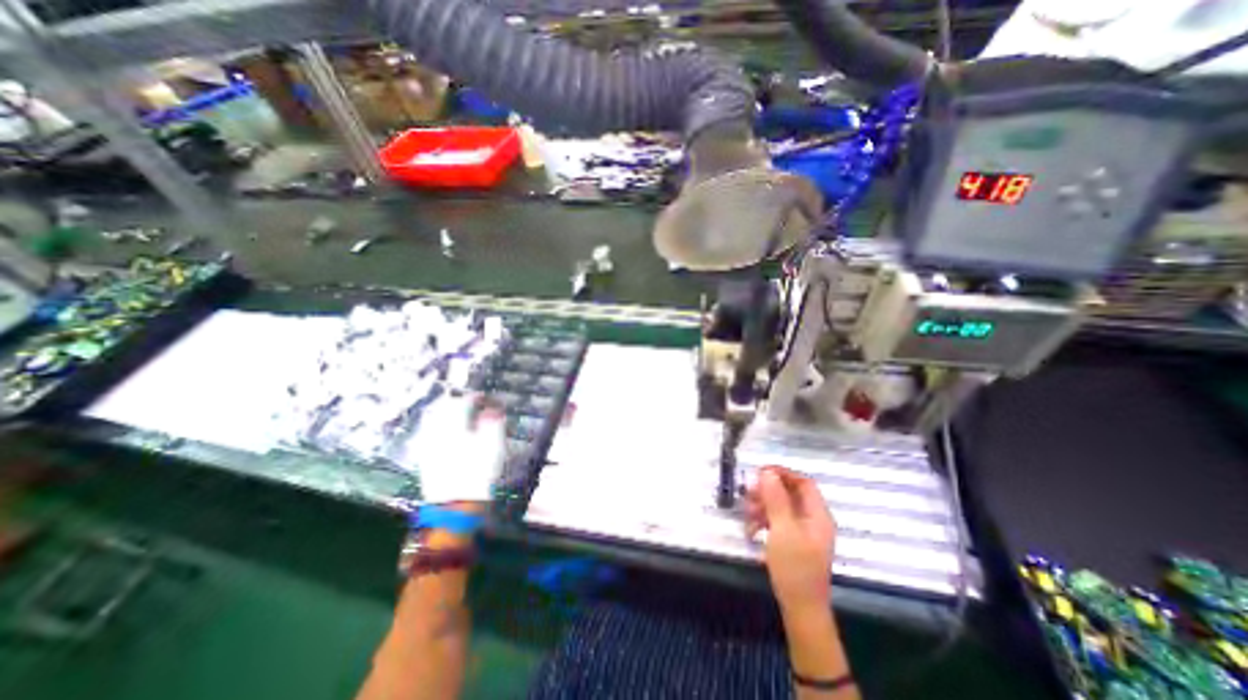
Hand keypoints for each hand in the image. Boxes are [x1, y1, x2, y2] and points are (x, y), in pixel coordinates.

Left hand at [412, 393, 507, 502]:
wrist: (456, 504)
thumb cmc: (479, 472)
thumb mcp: (494, 445)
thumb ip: (493, 423)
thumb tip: (492, 409)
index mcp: (455, 424)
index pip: (464, 402)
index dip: (475, 397)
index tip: (485, 398)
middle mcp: (437, 430)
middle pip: (444, 407)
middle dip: (457, 401)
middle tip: (470, 402)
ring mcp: (427, 443)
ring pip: (432, 418)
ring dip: (444, 411)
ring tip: (456, 413)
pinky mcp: (423, 457)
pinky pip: (427, 432)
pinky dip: (436, 426)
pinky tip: (443, 430)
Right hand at [739, 469, 838, 613]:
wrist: (801, 609)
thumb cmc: (795, 567)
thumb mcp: (782, 529)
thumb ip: (775, 498)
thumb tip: (767, 472)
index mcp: (818, 514)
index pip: (803, 482)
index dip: (782, 474)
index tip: (760, 472)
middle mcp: (813, 520)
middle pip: (790, 494)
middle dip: (767, 492)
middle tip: (748, 494)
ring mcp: (803, 532)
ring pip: (781, 507)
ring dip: (762, 507)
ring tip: (747, 515)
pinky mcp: (793, 542)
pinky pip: (777, 522)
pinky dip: (764, 521)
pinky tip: (751, 530)